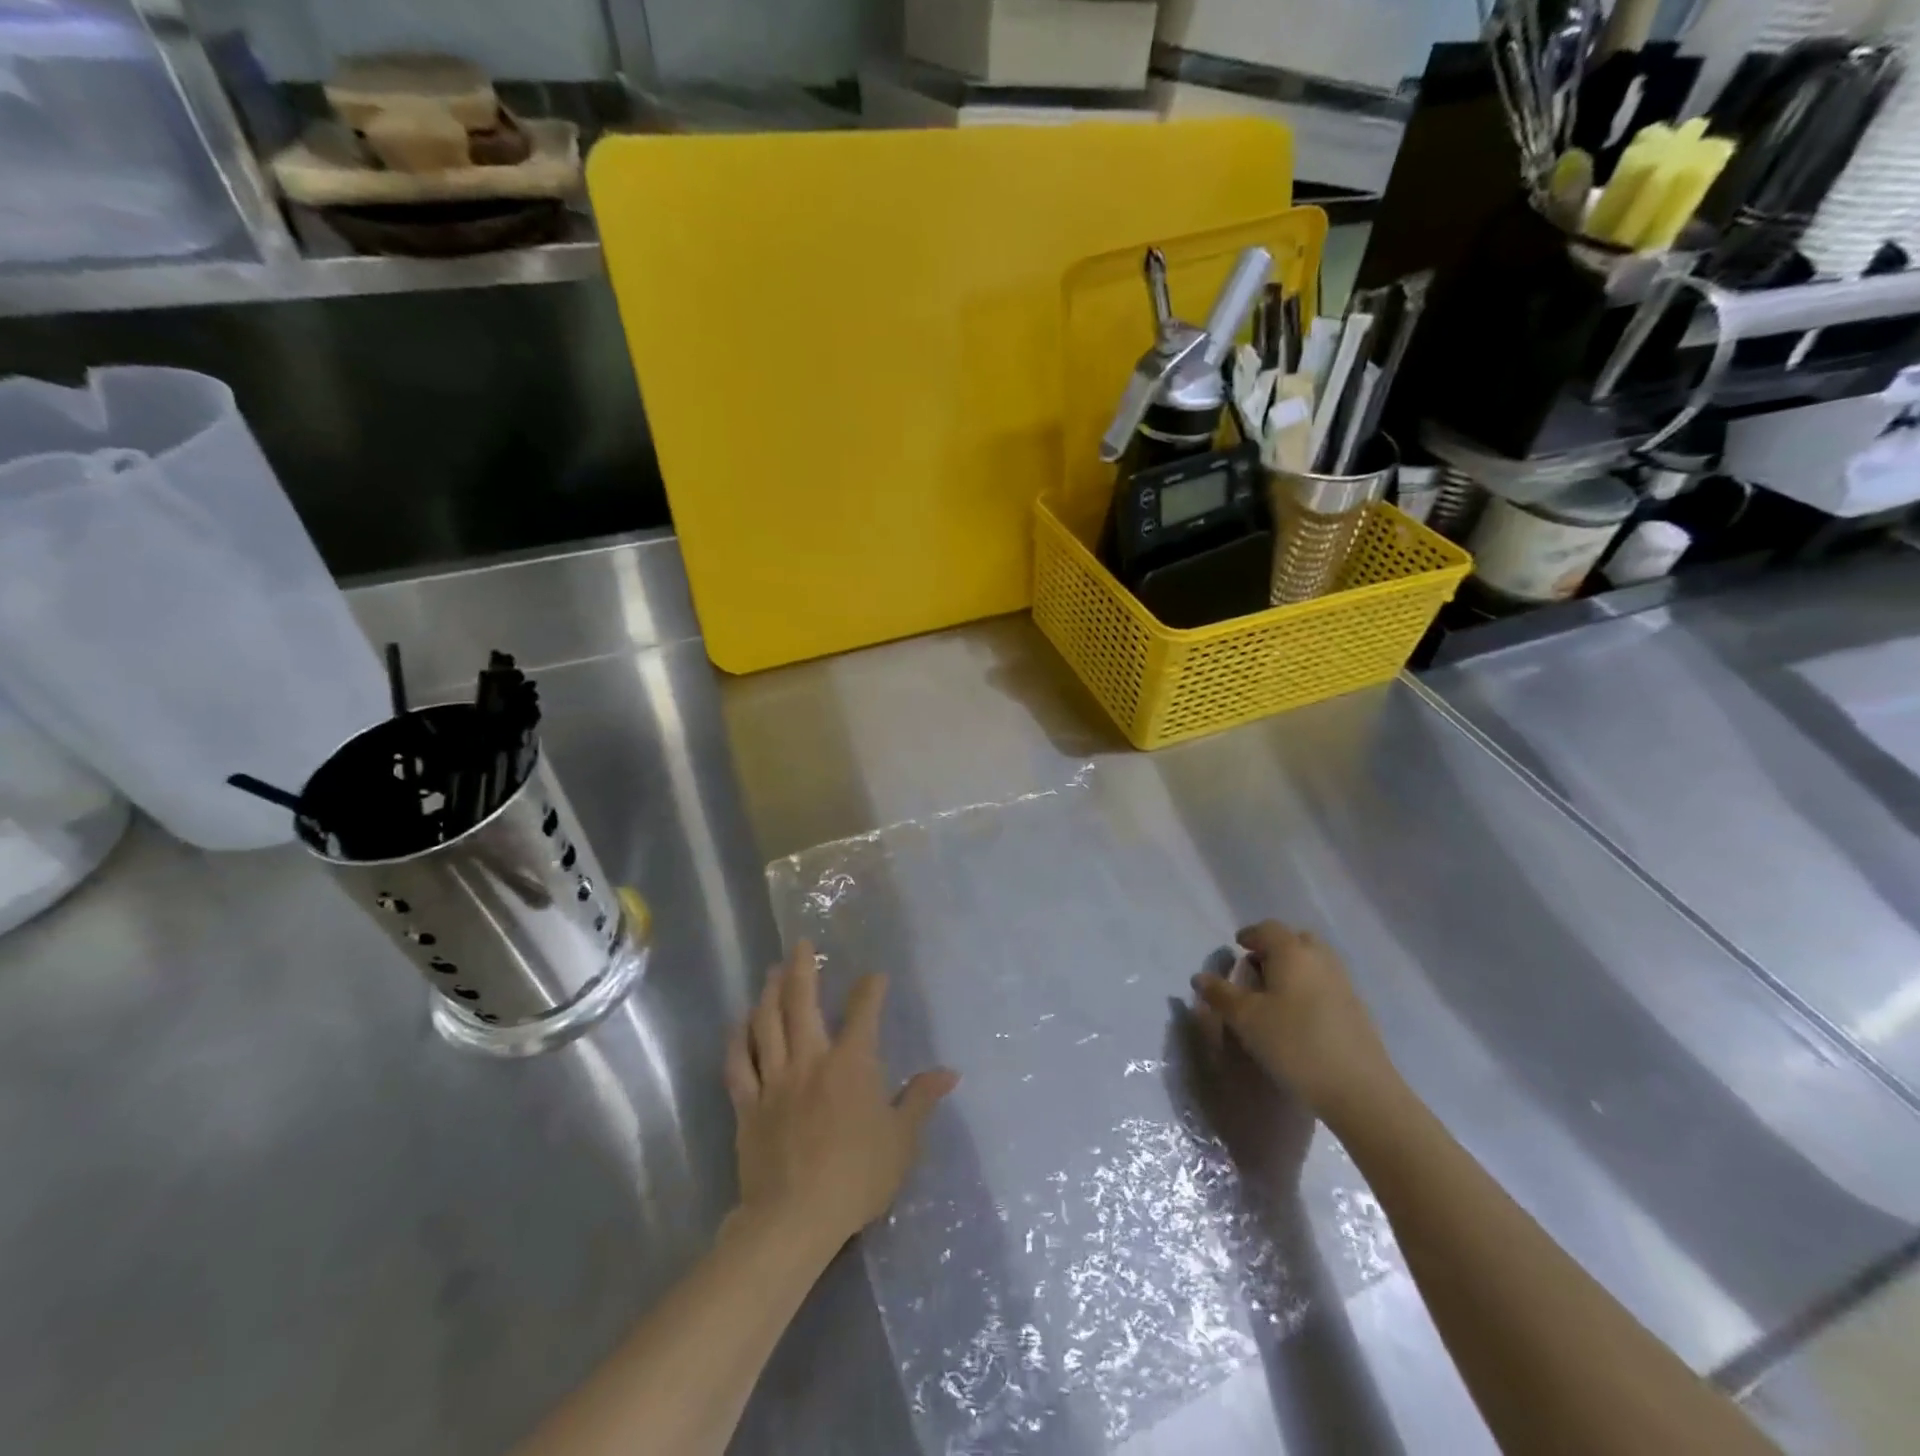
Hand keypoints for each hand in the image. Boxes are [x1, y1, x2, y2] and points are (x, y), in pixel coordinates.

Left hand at [724, 941, 958, 1253]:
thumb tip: (949, 1072)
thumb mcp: (902, 1140)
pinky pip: (739, 1064)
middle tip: (801, 945)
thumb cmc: (856, 1178)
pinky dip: (738, 1039)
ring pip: (767, 1024)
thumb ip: (921, 1099)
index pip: (863, 1012)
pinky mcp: (748, 1105)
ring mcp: (774, 1080)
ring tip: (771, 972)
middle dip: (803, 969)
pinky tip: (739, 1023)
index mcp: (851, 1064)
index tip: (875, 975)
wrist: (794, 1219)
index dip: (870, 989)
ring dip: (769, 993)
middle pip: (801, 1003)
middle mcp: (810, 1060)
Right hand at [1191, 920, 1400, 1128]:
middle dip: (1275, 948)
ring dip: (1294, 968)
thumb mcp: (1246, 1019)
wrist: (1360, 1090)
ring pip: (1314, 961)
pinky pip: (1327, 983)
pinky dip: (1310, 987)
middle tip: (1257, 968)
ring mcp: (1344, 983)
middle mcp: (1320, 959)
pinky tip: (1299, 1016)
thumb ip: (1220, 994)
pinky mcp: (1357, 1009)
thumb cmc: (1294, 1044)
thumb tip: (1200, 977)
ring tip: (1275, 994)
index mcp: (1292, 952)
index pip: (1268, 929)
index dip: (1250, 935)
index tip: (1237, 947)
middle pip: (1296, 940)